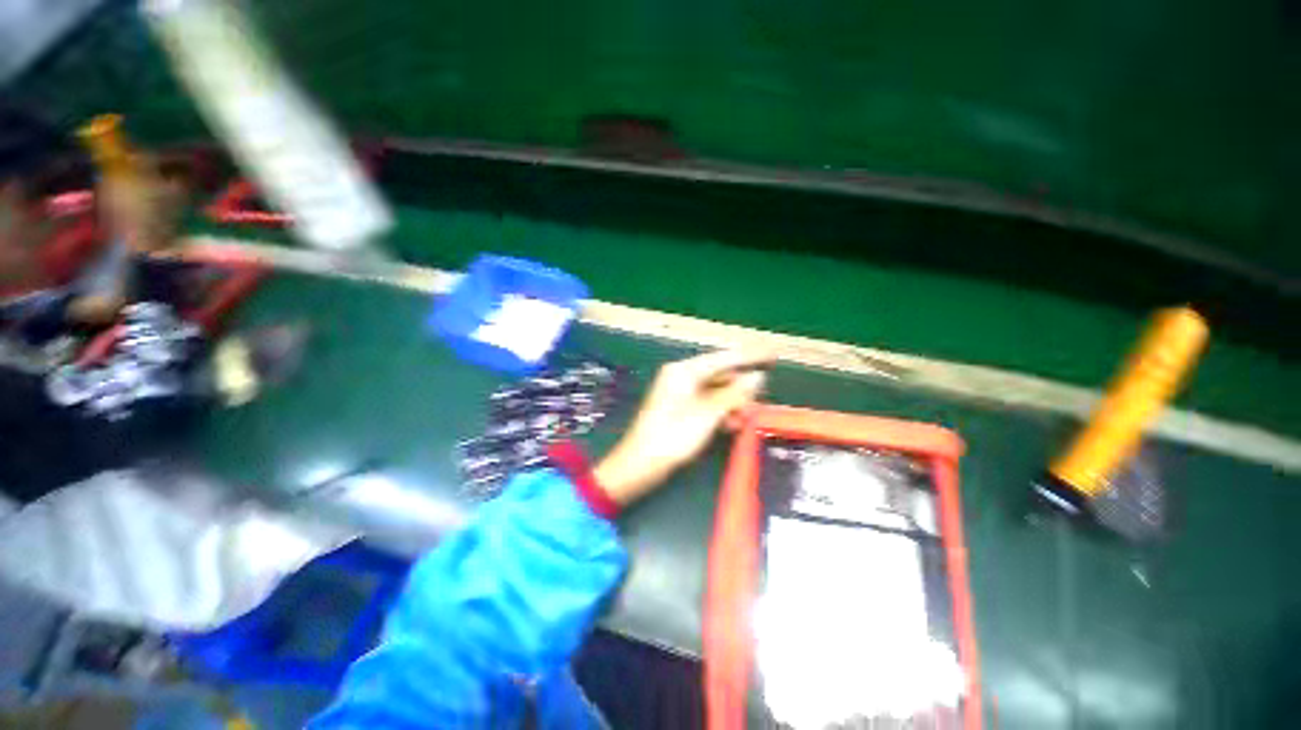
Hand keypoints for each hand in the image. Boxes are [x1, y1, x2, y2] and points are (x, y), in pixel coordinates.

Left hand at [594, 349, 772, 505]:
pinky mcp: (680, 409)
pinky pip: (707, 404)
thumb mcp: (708, 414)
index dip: (751, 355)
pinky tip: (732, 425)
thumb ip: (734, 394)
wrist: (640, 463)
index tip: (774, 354)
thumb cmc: (673, 435)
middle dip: (741, 388)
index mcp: (684, 371)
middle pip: (720, 375)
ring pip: (716, 391)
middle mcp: (682, 377)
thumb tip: (758, 376)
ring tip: (746, 419)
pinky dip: (721, 412)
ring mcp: (680, 393)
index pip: (724, 357)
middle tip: (760, 401)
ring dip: (733, 403)